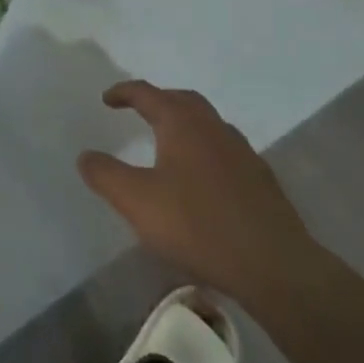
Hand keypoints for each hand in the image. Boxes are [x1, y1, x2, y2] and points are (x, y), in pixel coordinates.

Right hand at [78, 80, 321, 303]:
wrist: (278, 270)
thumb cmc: (198, 226)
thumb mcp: (136, 201)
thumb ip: (105, 175)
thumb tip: (85, 156)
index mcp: (182, 124)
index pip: (147, 94)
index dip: (124, 92)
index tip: (107, 100)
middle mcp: (214, 129)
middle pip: (184, 101)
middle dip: (159, 101)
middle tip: (140, 111)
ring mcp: (244, 155)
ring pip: (210, 125)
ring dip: (187, 125)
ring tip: (170, 143)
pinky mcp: (263, 183)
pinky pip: (227, 152)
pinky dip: (207, 151)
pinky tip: (202, 179)